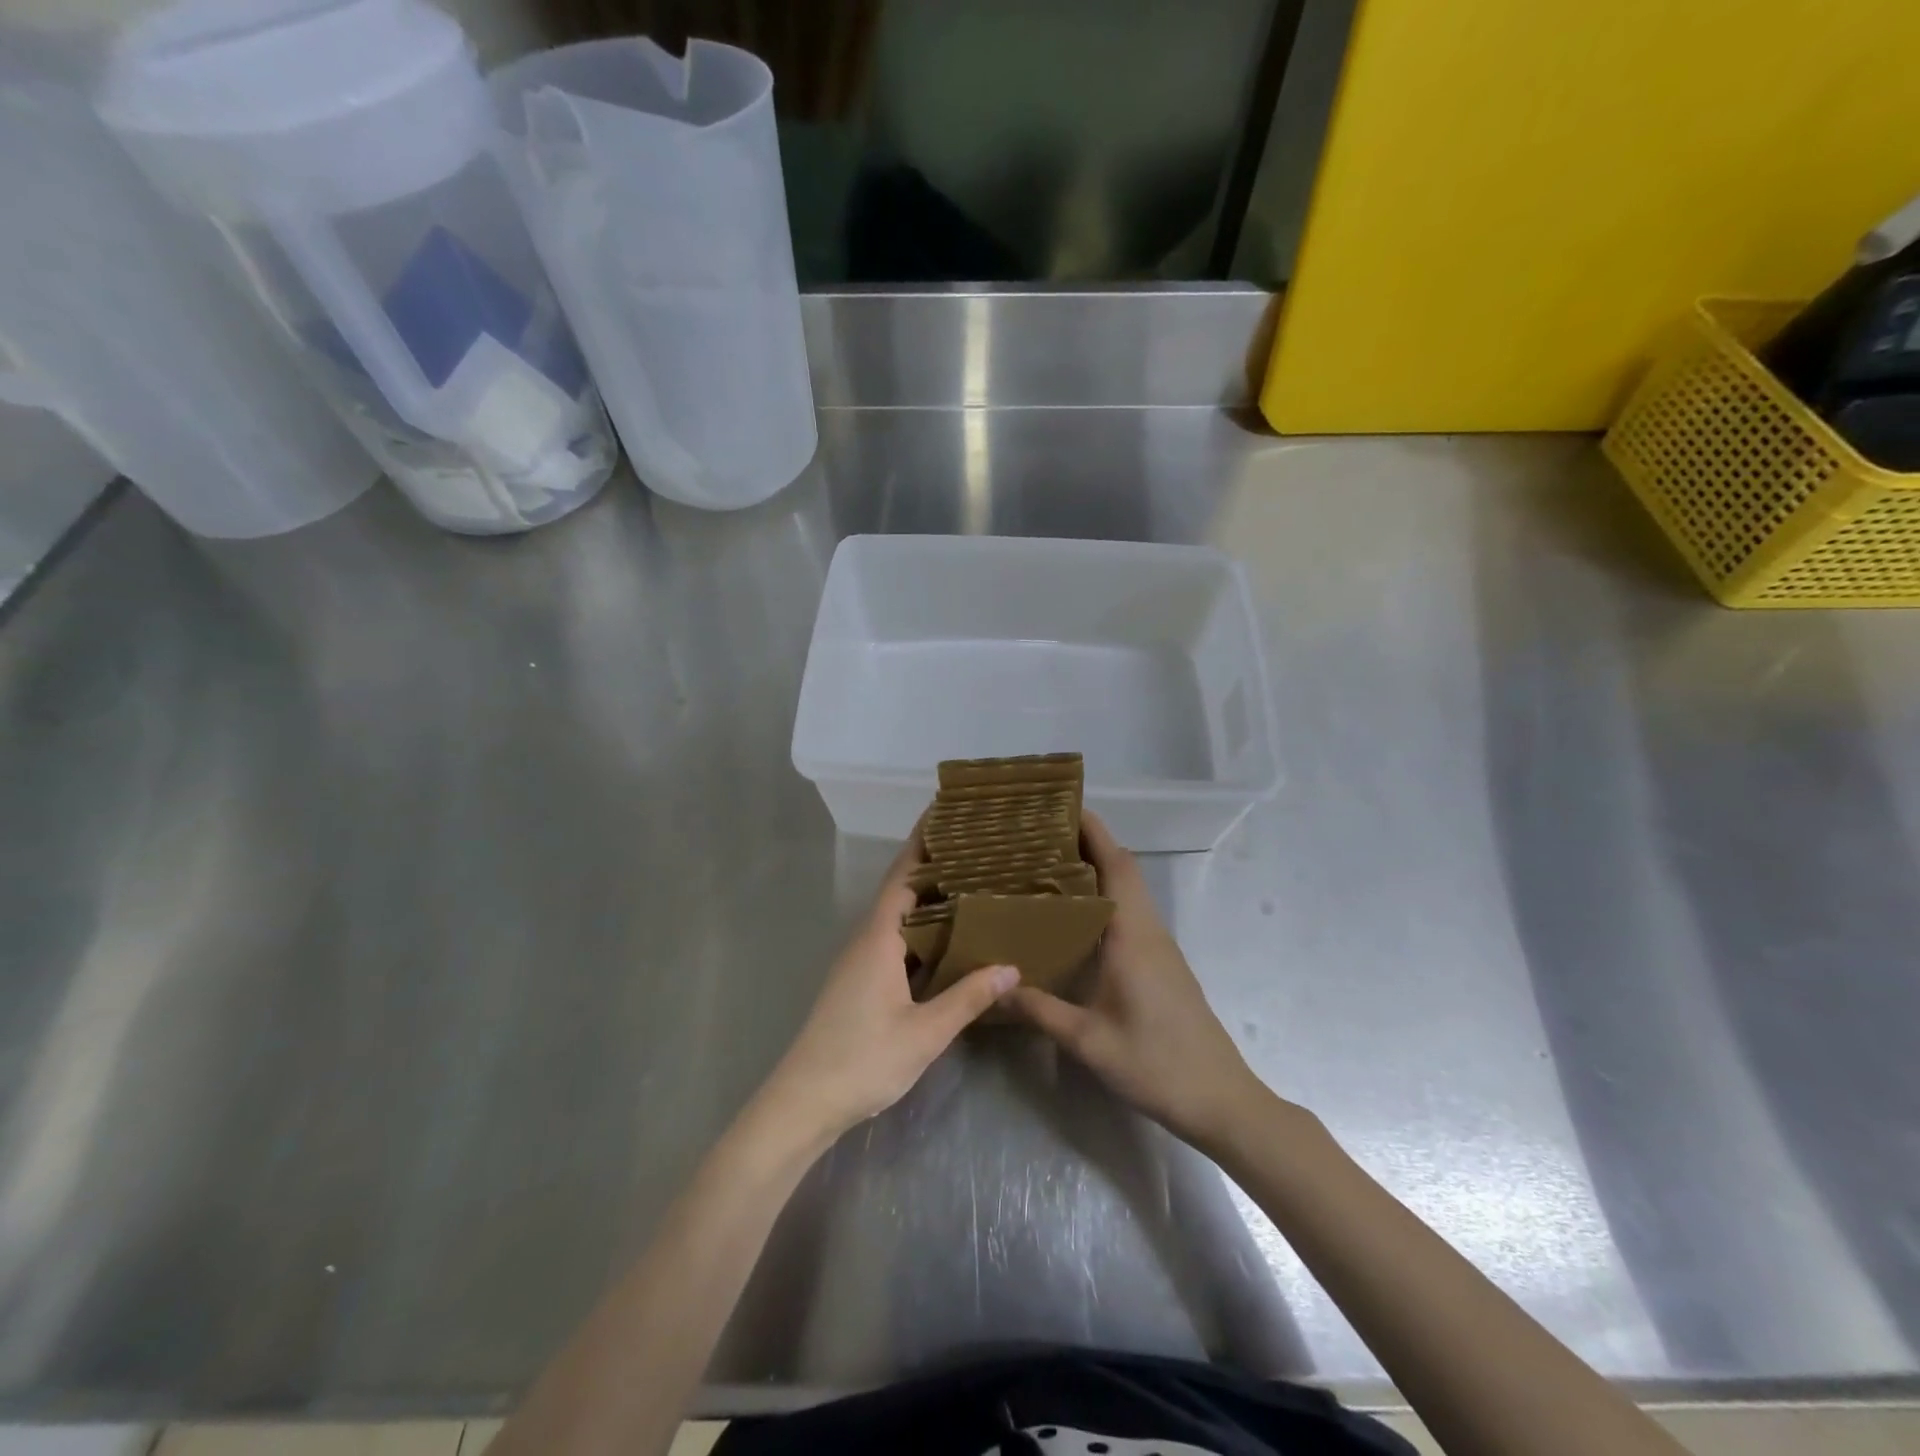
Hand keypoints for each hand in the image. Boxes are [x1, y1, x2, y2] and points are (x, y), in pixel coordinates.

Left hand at [758, 830, 1019, 1145]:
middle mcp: (866, 940)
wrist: (804, 1102)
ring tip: (970, 884)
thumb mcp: (924, 1032)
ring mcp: (860, 961)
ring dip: (928, 898)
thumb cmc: (862, 1060)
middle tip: (975, 846)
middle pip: (901, 889)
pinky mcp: (860, 982)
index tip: (945, 811)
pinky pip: (895, 940)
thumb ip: (967, 998)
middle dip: (932, 864)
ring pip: (898, 917)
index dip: (922, 841)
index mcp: (877, 938)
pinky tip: (948, 940)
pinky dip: (922, 929)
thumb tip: (1012, 967)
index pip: (903, 875)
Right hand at [1008, 811, 1265, 1147]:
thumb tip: (993, 987)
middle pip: (1122, 870)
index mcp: (1133, 935)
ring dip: (1097, 870)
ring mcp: (1160, 947)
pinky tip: (1075, 918)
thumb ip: (1040, 1010)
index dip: (1094, 832)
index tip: (1064, 806)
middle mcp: (1149, 930)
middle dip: (1088, 844)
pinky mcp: (1162, 965)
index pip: (1116, 865)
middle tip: (1041, 835)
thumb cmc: (1156, 1064)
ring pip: (1128, 892)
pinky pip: (1130, 914)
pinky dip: (1105, 898)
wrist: (1220, 1099)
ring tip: (1049, 867)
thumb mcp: (1088, 1040)